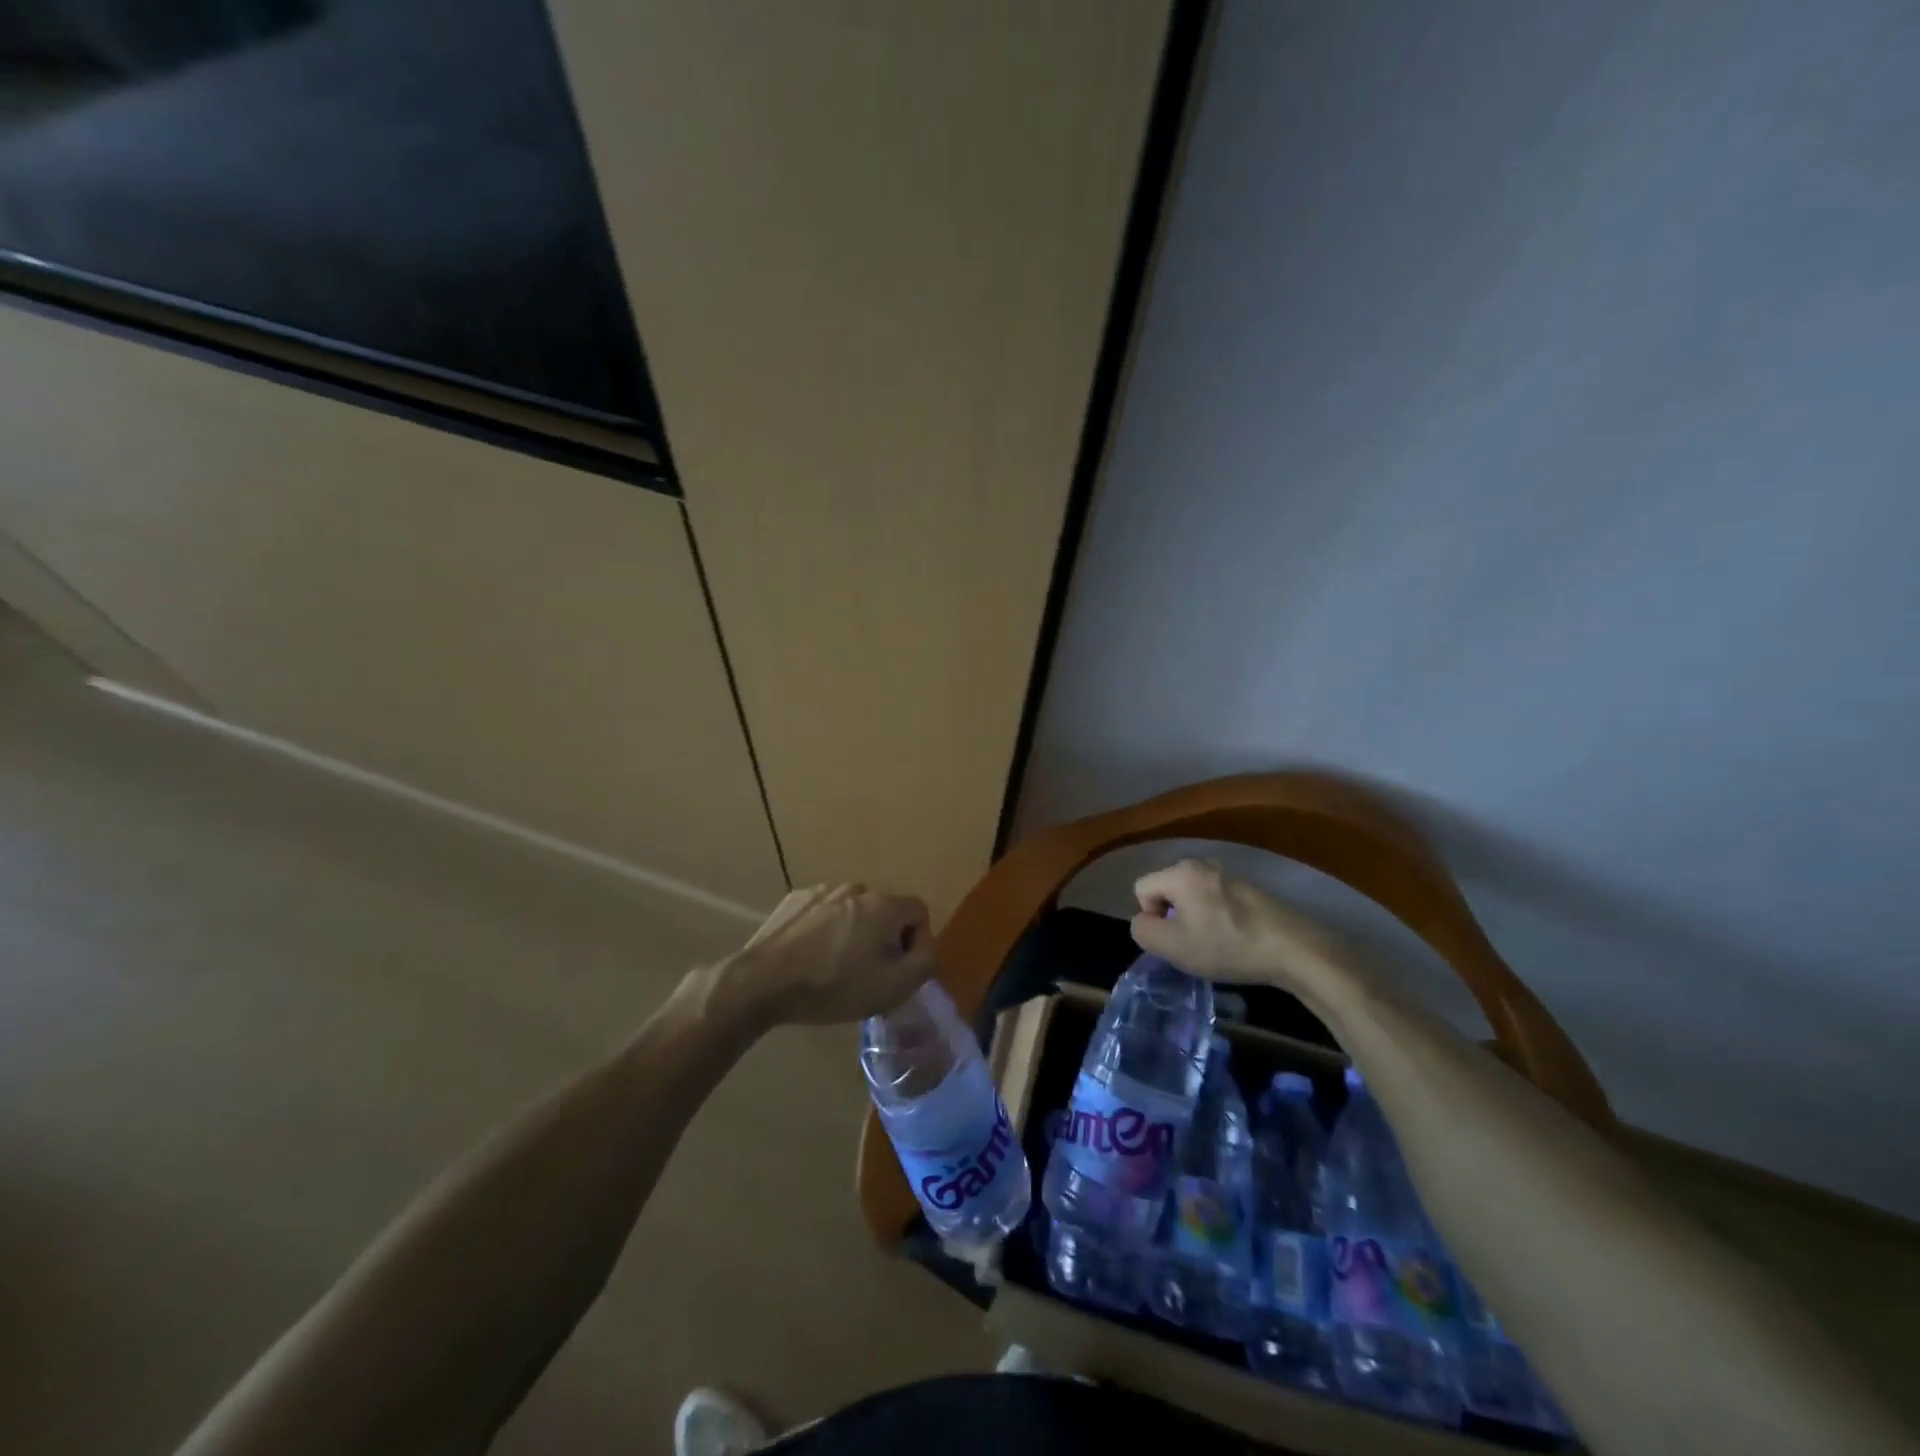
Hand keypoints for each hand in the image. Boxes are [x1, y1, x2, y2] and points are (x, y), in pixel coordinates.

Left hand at [713, 883, 933, 1027]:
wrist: (762, 983)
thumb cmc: (833, 986)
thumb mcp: (892, 988)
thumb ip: (924, 964)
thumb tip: (926, 951)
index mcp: (883, 904)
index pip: (919, 911)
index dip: (918, 942)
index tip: (900, 970)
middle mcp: (856, 888)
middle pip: (885, 911)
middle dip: (885, 939)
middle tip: (870, 974)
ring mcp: (822, 890)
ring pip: (853, 911)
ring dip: (854, 933)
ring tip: (836, 967)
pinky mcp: (795, 900)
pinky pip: (824, 912)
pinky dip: (826, 930)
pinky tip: (811, 957)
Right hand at [1130, 858, 1342, 987]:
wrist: (1294, 948)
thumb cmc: (1227, 945)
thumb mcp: (1172, 946)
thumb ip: (1143, 931)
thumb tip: (1143, 921)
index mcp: (1180, 873)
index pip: (1141, 888)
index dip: (1149, 917)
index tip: (1174, 940)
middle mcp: (1202, 864)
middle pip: (1168, 889)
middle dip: (1173, 917)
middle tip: (1193, 944)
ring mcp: (1229, 874)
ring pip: (1193, 896)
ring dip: (1196, 918)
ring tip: (1216, 944)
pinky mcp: (1250, 888)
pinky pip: (1217, 900)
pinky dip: (1219, 918)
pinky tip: (1237, 939)